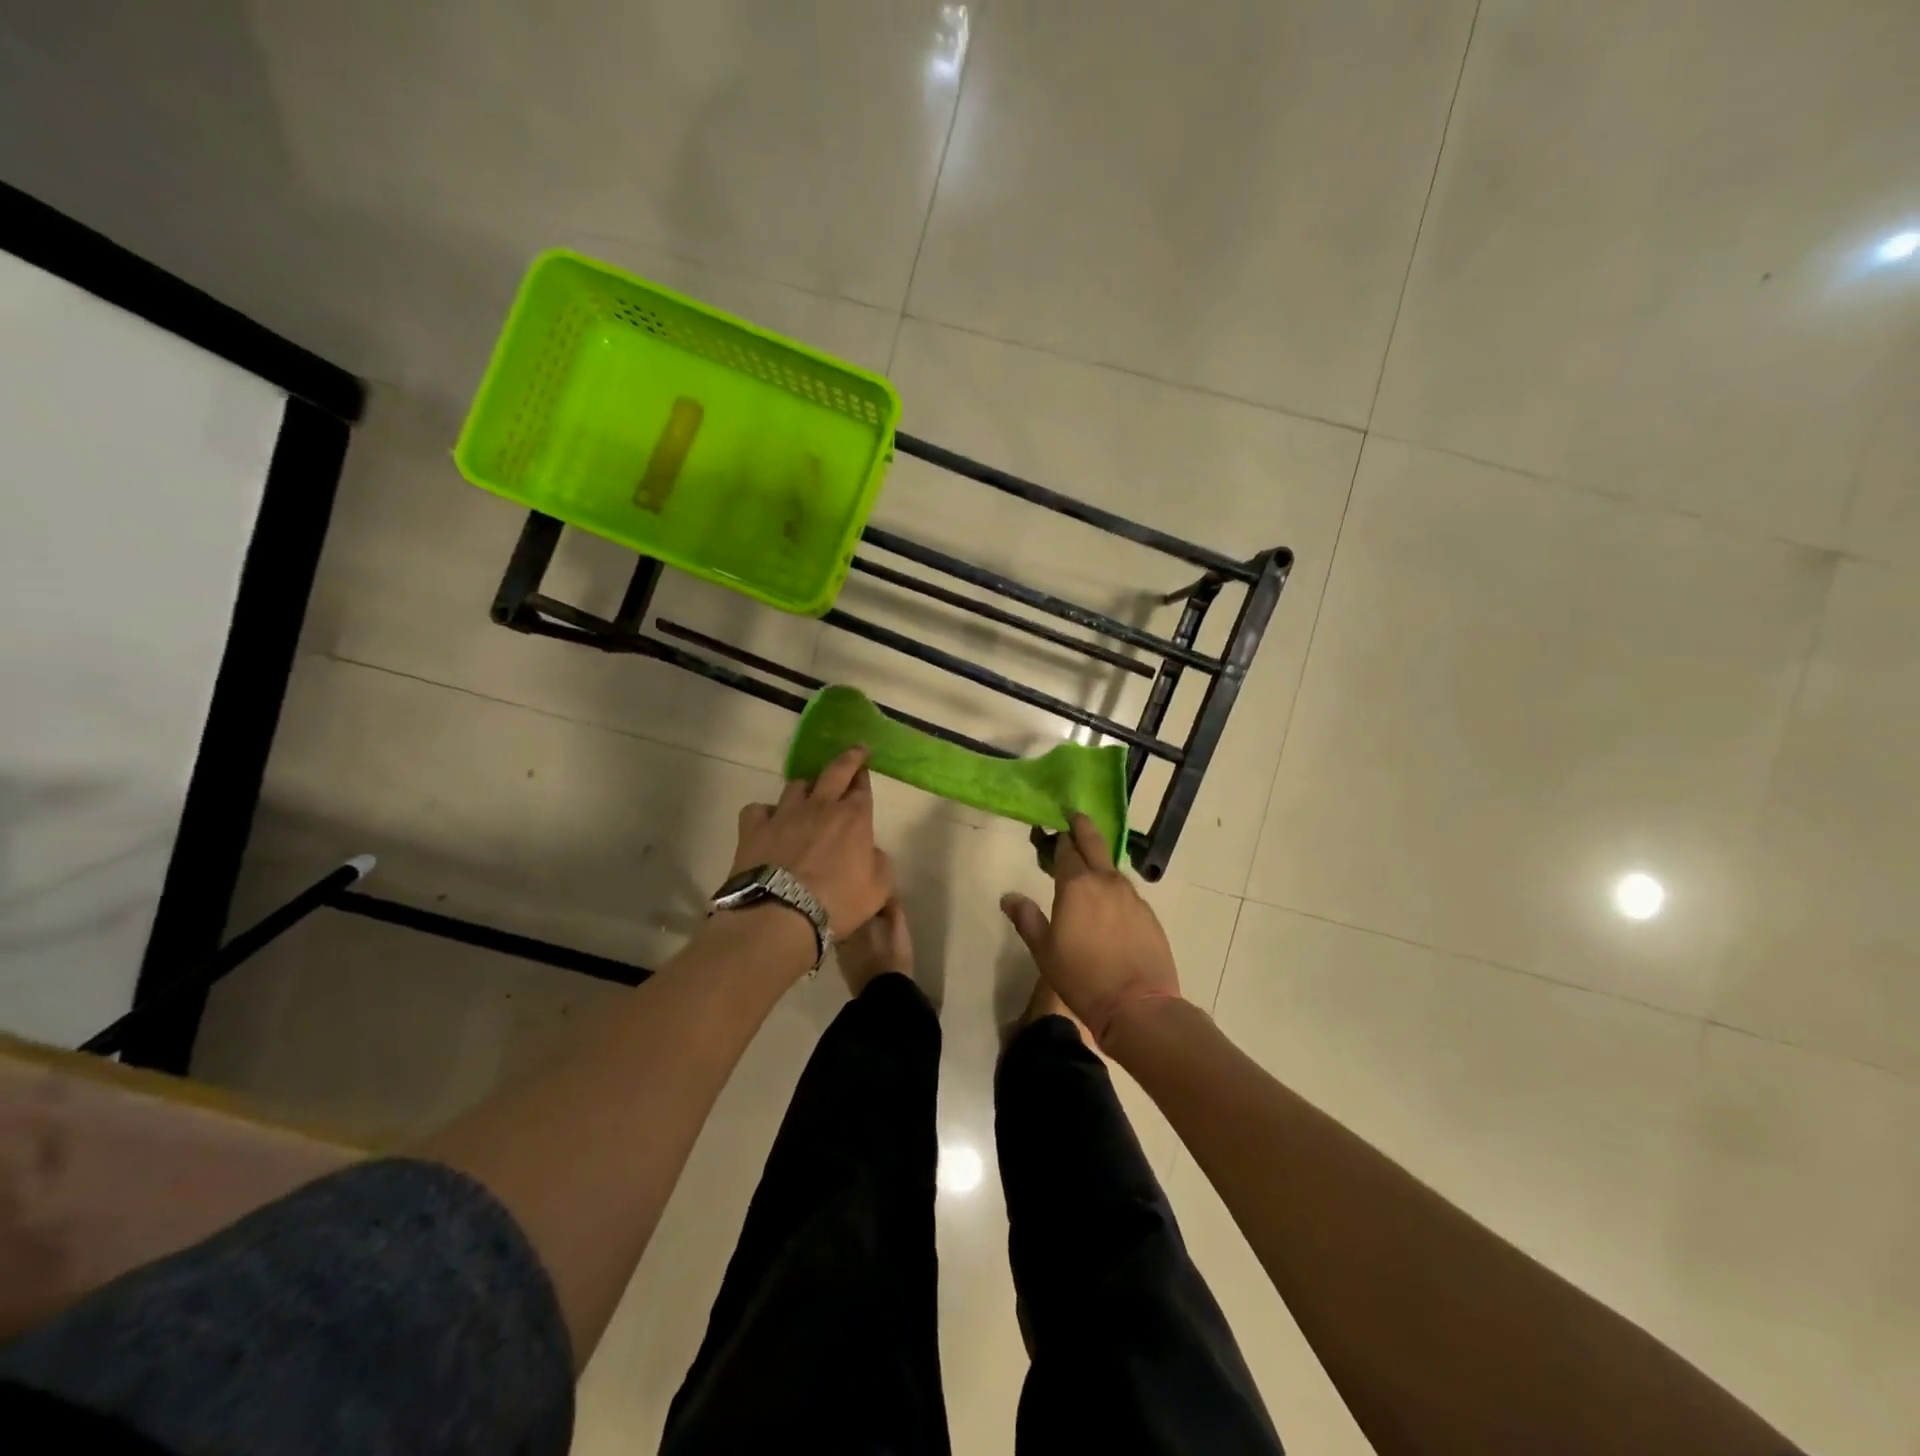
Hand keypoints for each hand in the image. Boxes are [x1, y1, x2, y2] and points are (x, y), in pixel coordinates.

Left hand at [731, 747, 893, 938]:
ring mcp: (784, 814)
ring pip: (795, 785)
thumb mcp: (878, 890)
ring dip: (805, 788)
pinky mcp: (754, 828)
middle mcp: (820, 807)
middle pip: (835, 771)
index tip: (864, 768)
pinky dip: (765, 812)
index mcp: (854, 818)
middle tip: (854, 751)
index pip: (862, 787)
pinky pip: (758, 809)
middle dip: (848, 758)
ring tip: (807, 796)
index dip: (863, 776)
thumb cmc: (837, 903)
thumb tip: (872, 853)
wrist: (781, 914)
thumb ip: (880, 865)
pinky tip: (768, 822)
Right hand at [1000, 813, 1180, 1044]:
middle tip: (1075, 816)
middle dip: (1083, 827)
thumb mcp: (1044, 951)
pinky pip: (1127, 892)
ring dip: (1099, 861)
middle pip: (1094, 844)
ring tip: (1090, 864)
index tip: (1053, 830)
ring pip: (1112, 868)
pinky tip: (1110, 903)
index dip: (1059, 839)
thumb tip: (1008, 897)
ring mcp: (1132, 897)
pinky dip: (1115, 888)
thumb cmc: (1082, 978)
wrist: (1138, 1005)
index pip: (1066, 851)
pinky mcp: (1149, 915)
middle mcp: (1106, 882)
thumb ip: (1027, 919)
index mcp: (1077, 886)